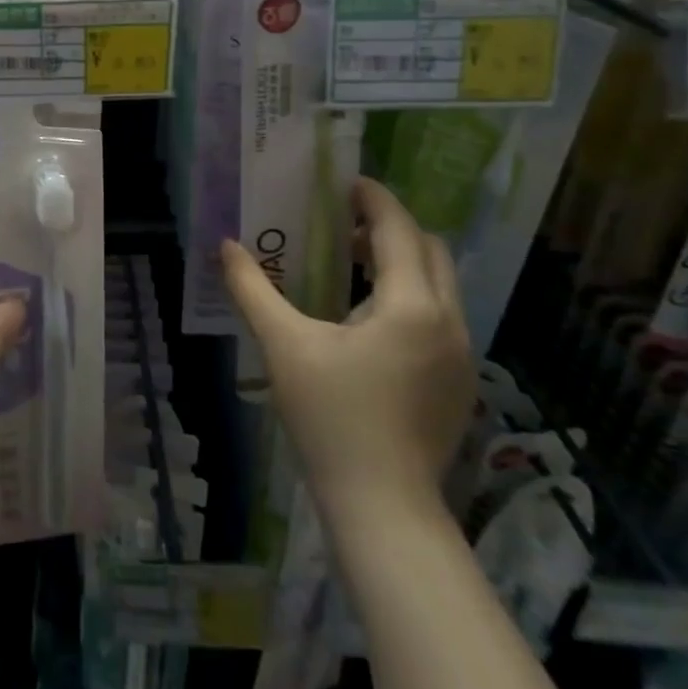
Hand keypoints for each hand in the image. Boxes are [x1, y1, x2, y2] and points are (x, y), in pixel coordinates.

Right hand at [222, 177, 471, 529]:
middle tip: (343, 223)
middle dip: (390, 226)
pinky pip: (440, 314)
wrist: (384, 506)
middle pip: (430, 249)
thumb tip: (226, 246)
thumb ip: (252, 288)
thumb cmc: (331, 417)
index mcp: (411, 306)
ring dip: (401, 260)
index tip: (344, 182)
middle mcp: (448, 321)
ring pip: (440, 283)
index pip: (398, 229)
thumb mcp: (283, 346)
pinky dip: (410, 293)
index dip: (373, 198)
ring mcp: (461, 354)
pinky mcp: (459, 381)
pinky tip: (367, 317)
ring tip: (350, 263)